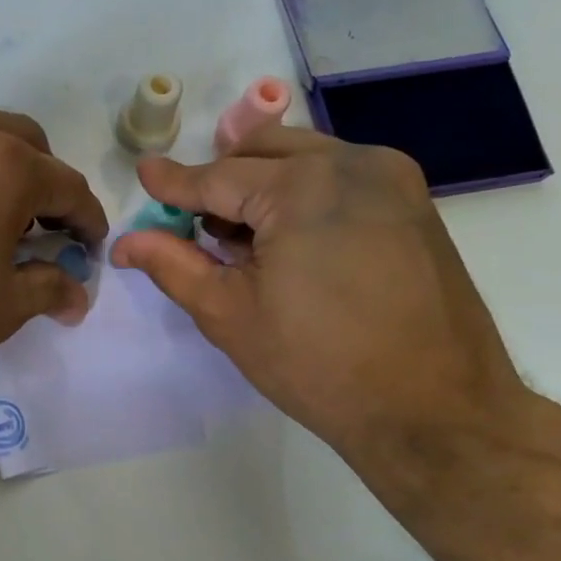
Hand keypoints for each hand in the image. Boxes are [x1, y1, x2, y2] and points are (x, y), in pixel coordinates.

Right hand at [109, 127, 534, 482]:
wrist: (433, 409)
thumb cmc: (318, 365)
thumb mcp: (229, 315)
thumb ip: (173, 266)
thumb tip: (127, 242)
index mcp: (301, 187)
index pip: (218, 177)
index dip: (175, 182)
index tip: (145, 174)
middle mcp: (352, 163)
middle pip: (263, 151)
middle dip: (222, 178)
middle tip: (196, 222)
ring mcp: (393, 179)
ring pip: (306, 158)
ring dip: (264, 184)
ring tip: (244, 239)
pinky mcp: (415, 203)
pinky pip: (342, 177)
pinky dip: (305, 193)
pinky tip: (293, 242)